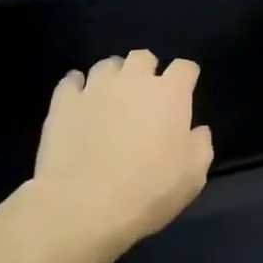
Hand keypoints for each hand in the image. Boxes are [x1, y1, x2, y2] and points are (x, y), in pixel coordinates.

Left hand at [29, 50, 213, 252]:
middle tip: (146, 95)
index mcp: (170, 94)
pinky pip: (71, 81)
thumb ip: (200, 145)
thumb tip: (197, 130)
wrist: (84, 205)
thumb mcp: (194, 176)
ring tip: (112, 97)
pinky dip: (78, 87)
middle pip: (142, 57)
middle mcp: (133, 81)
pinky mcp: (63, 102)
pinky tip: (80, 102)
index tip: (186, 91)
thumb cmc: (149, 190)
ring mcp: (95, 88)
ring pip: (106, 65)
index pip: (184, 68)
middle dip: (147, 70)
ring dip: (114, 76)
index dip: (186, 77)